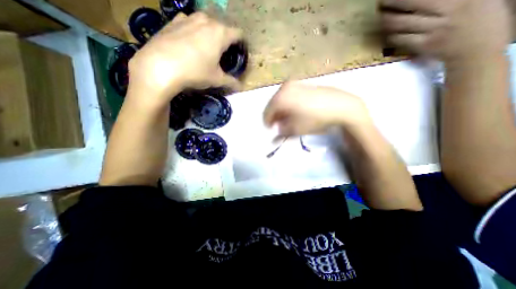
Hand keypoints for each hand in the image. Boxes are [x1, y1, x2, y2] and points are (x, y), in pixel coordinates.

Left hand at [127, 13, 242, 106]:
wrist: (159, 66)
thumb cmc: (195, 72)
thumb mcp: (216, 79)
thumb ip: (231, 82)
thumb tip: (240, 87)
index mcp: (220, 33)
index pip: (239, 34)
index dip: (242, 44)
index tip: (240, 53)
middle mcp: (206, 20)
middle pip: (223, 28)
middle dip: (226, 40)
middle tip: (224, 54)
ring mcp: (188, 18)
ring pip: (206, 24)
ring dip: (211, 35)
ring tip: (207, 49)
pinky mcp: (173, 21)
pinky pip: (191, 24)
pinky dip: (195, 32)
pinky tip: (190, 45)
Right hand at [264, 81, 373, 136]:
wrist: (340, 106)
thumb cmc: (314, 119)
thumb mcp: (295, 129)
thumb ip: (281, 131)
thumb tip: (276, 132)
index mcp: (280, 98)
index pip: (266, 113)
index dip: (268, 123)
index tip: (272, 131)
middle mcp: (284, 88)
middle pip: (273, 105)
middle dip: (275, 116)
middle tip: (280, 126)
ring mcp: (294, 84)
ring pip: (281, 100)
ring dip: (282, 111)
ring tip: (289, 120)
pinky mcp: (302, 84)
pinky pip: (289, 96)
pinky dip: (288, 104)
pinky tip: (296, 111)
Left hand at [380, 0, 509, 62]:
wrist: (477, 48)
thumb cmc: (478, 19)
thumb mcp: (472, 0)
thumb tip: (420, 2)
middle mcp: (448, 10)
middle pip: (412, 3)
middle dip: (392, 3)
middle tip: (381, 2)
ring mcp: (434, 30)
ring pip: (402, 23)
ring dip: (387, 20)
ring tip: (381, 17)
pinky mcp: (423, 46)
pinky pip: (401, 40)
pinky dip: (392, 36)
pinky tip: (388, 33)